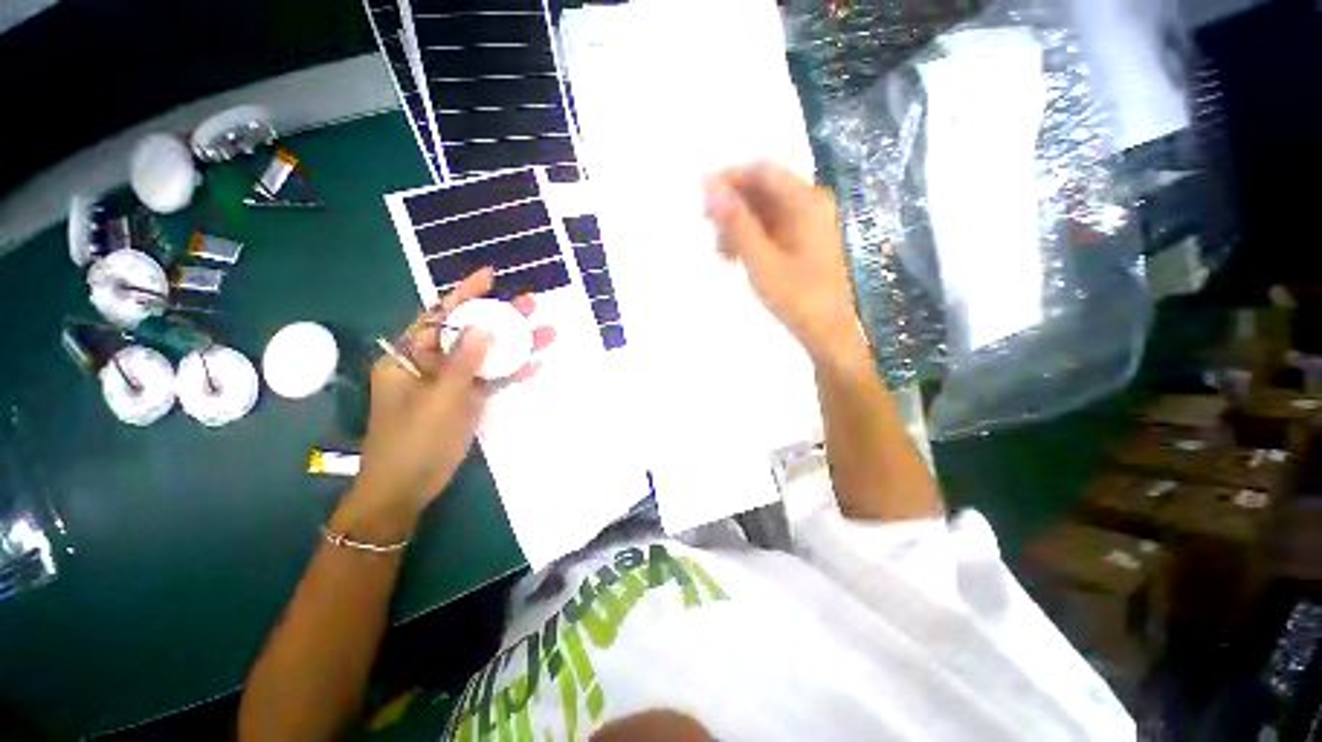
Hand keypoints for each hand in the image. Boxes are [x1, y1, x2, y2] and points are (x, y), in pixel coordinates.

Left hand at [338, 269, 554, 538]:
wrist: (405, 490)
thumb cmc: (414, 443)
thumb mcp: (440, 400)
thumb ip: (463, 362)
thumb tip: (484, 327)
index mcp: (408, 357)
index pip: (439, 316)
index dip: (464, 293)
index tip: (490, 276)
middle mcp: (429, 364)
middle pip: (469, 333)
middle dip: (500, 317)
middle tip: (531, 304)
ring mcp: (449, 383)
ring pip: (485, 356)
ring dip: (513, 345)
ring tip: (545, 332)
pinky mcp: (464, 400)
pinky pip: (489, 380)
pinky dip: (509, 372)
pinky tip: (534, 364)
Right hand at [703, 162, 862, 362]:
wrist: (827, 332)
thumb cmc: (796, 296)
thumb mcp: (760, 260)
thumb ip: (736, 223)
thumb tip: (711, 187)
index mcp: (806, 202)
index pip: (763, 171)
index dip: (731, 178)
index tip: (702, 195)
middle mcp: (810, 205)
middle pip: (764, 190)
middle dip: (733, 205)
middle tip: (706, 225)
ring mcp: (808, 225)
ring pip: (765, 211)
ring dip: (739, 224)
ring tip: (719, 249)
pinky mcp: (803, 243)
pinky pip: (771, 229)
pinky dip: (751, 238)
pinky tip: (733, 256)